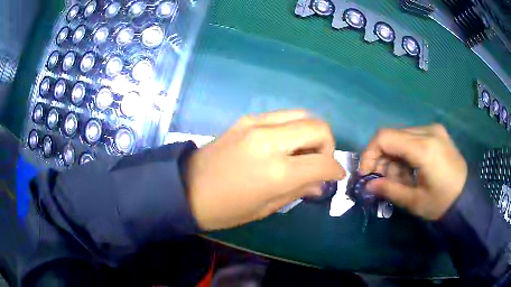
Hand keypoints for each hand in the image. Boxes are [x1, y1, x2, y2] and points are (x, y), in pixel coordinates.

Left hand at [186, 110, 344, 229]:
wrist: (188, 187)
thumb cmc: (227, 208)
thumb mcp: (267, 207)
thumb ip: (299, 190)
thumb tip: (320, 182)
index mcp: (277, 171)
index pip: (323, 162)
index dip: (335, 169)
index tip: (336, 175)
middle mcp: (270, 140)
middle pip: (318, 126)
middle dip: (328, 144)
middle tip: (319, 161)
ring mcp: (256, 124)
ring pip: (302, 114)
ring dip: (311, 132)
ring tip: (303, 152)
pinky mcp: (246, 118)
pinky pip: (282, 116)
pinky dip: (293, 127)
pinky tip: (284, 144)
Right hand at [359, 124, 467, 219]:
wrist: (466, 198)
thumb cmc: (442, 203)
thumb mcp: (414, 201)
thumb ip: (389, 190)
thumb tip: (368, 185)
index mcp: (424, 147)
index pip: (385, 137)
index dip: (370, 153)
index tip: (367, 173)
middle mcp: (428, 131)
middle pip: (393, 136)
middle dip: (383, 159)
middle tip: (384, 181)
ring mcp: (434, 130)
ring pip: (402, 137)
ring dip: (395, 158)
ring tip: (401, 179)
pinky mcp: (437, 133)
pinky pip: (413, 138)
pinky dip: (405, 153)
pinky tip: (411, 170)